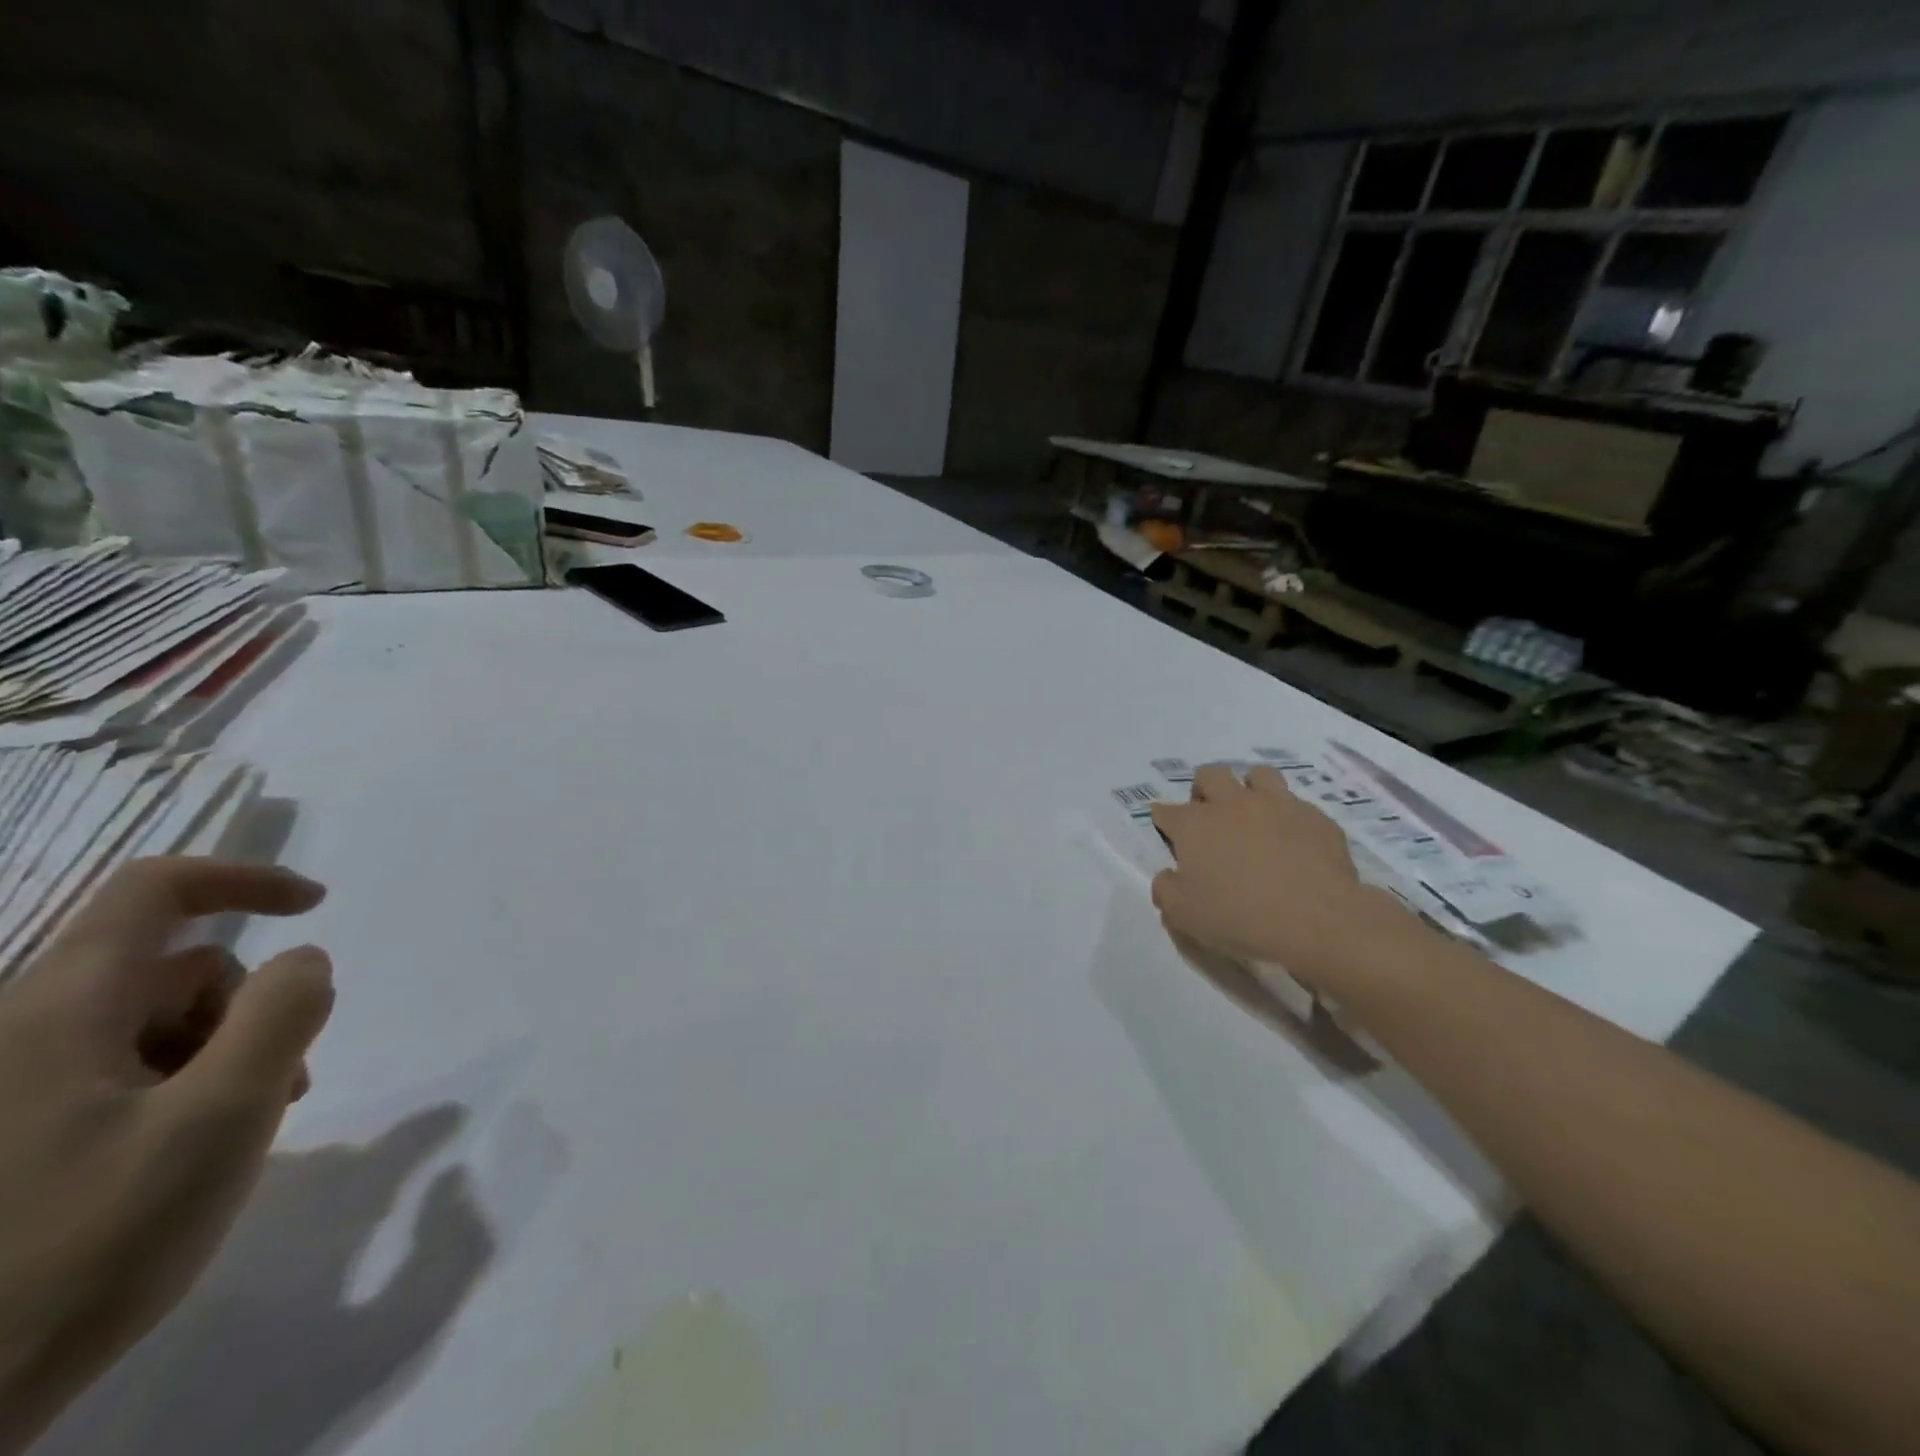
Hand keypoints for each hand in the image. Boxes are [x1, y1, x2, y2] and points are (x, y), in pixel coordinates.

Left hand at [0, 858, 332, 1454]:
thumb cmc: (86, 1243)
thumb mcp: (220, 1119)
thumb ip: (282, 1017)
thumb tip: (306, 959)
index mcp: (64, 1010)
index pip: (156, 889)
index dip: (246, 879)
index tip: (317, 907)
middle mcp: (28, 1029)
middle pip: (176, 968)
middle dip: (248, 1008)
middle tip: (279, 1080)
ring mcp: (17, 1083)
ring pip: (158, 1023)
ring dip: (225, 1054)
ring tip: (242, 1127)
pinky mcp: (18, 1128)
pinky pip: (125, 1070)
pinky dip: (185, 1087)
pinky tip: (197, 1149)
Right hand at [1150, 763, 1421, 983]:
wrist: (1317, 920)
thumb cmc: (1239, 916)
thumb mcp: (1184, 915)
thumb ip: (1166, 890)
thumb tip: (1167, 876)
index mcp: (1194, 825)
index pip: (1165, 810)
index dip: (1162, 819)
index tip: (1166, 832)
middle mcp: (1232, 804)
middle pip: (1210, 775)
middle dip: (1203, 790)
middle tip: (1209, 817)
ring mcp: (1277, 805)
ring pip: (1258, 775)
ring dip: (1249, 788)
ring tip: (1253, 815)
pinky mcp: (1315, 818)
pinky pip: (1297, 804)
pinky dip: (1289, 817)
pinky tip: (1293, 841)